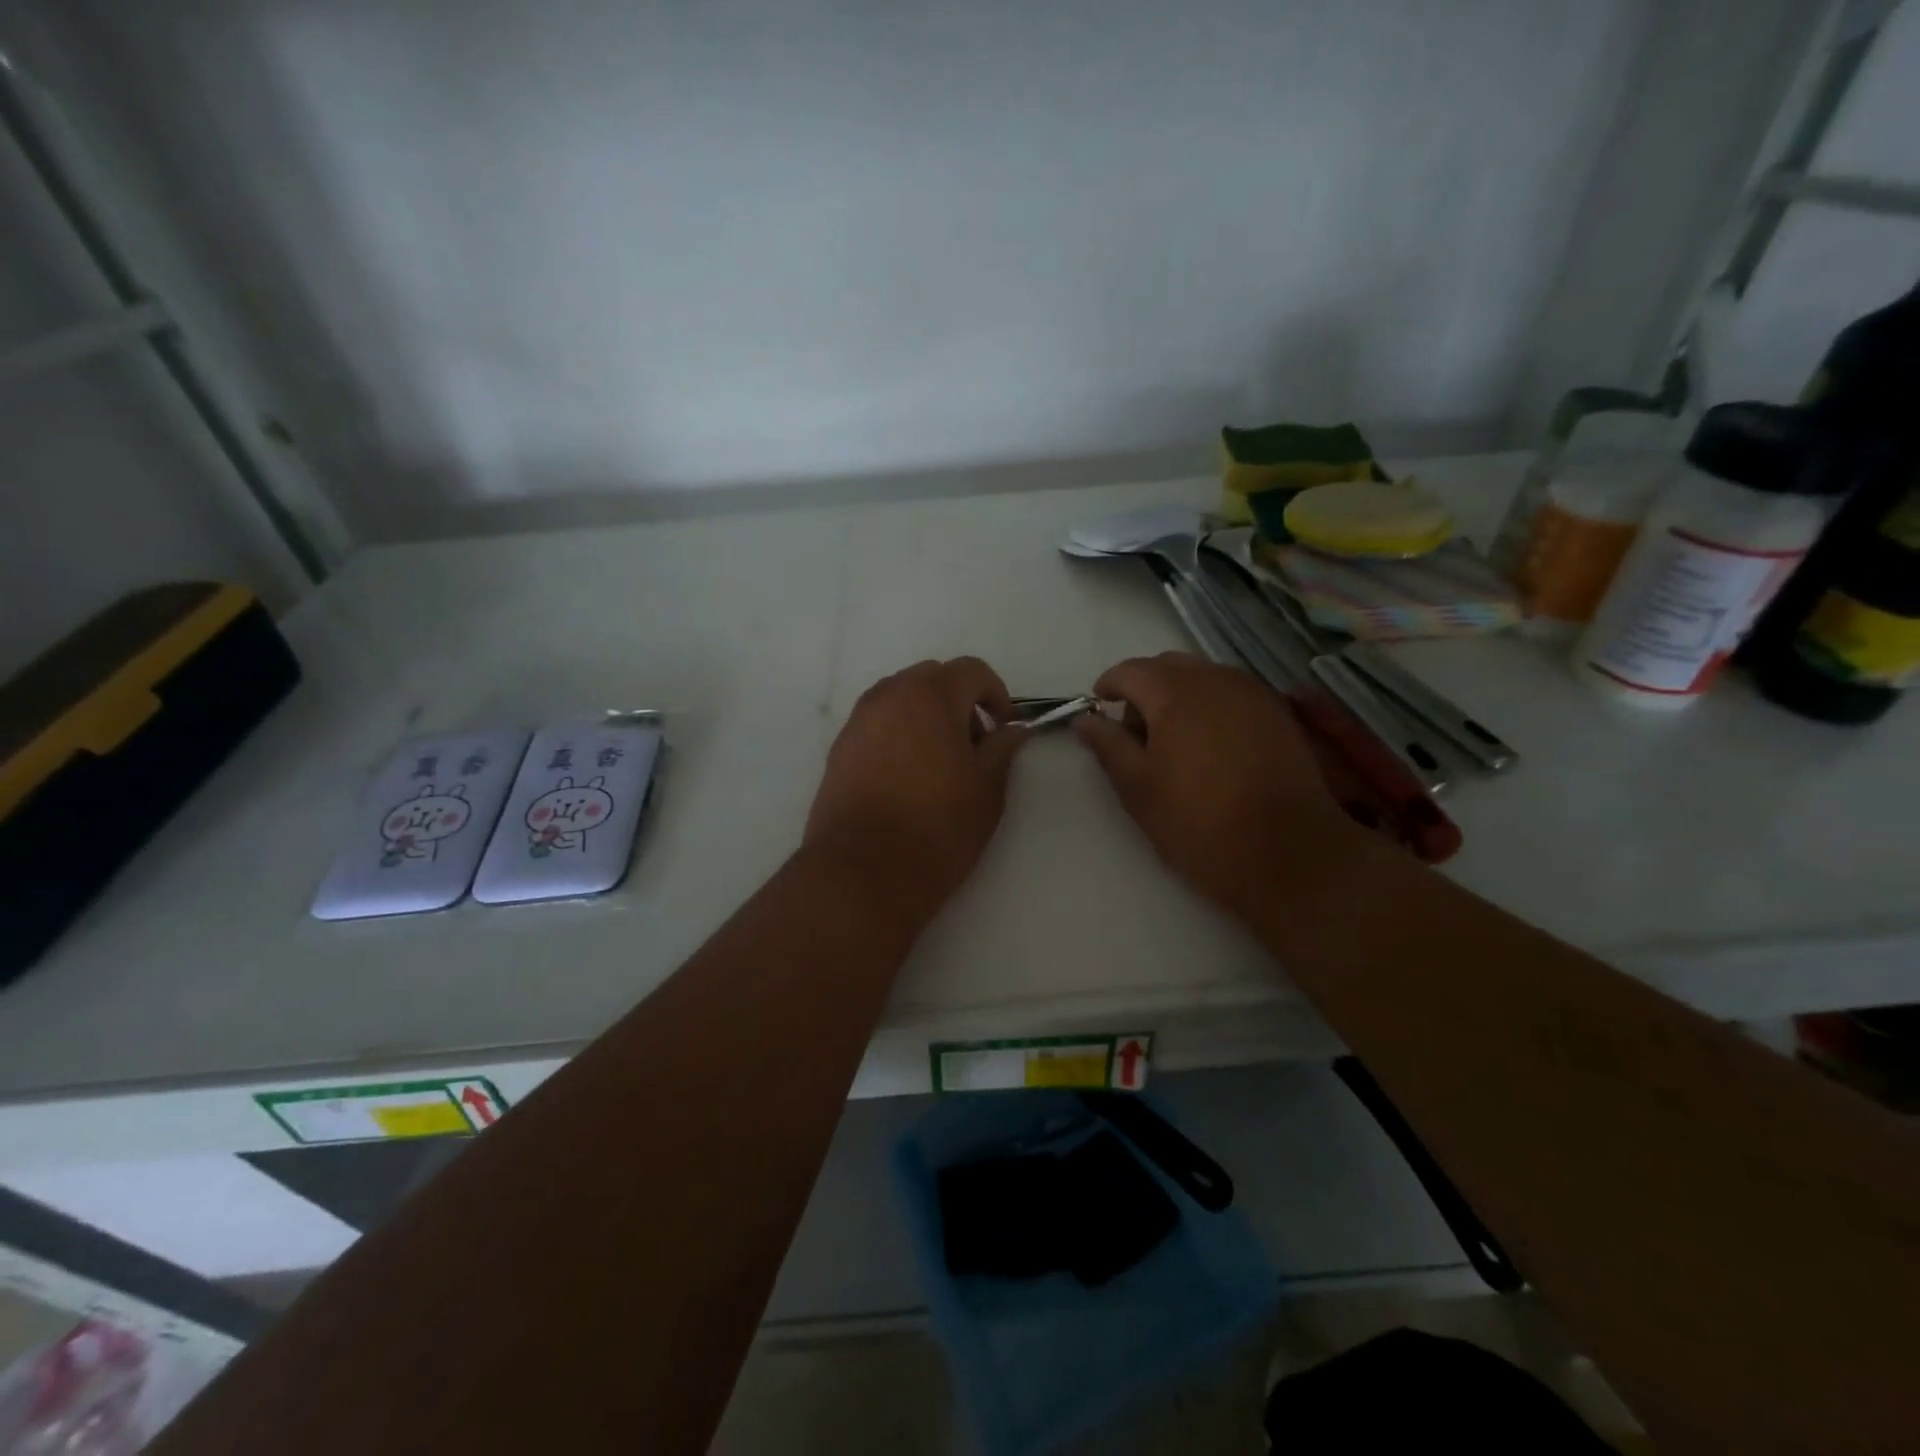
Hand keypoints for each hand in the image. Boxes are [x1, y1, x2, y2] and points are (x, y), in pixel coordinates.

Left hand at [805, 658, 1028, 914]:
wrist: (862, 873)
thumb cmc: (936, 829)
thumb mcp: (986, 790)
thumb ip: (1002, 749)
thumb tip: (1013, 728)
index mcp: (930, 696)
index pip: (971, 670)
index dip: (996, 694)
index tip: (1004, 728)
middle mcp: (889, 696)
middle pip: (932, 678)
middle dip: (959, 701)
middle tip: (973, 745)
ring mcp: (858, 721)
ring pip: (901, 699)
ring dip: (926, 715)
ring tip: (939, 762)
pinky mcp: (839, 748)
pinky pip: (877, 723)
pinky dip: (899, 733)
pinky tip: (907, 776)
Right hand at [1074, 653, 1368, 920]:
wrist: (1287, 852)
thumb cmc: (1198, 823)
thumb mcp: (1138, 789)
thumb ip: (1108, 746)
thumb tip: (1084, 720)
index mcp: (1175, 694)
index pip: (1131, 670)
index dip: (1109, 685)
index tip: (1100, 707)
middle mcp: (1216, 680)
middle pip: (1169, 666)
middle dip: (1145, 687)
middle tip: (1135, 731)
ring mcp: (1253, 694)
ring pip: (1204, 676)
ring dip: (1180, 694)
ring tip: (1174, 740)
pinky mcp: (1279, 714)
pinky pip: (1233, 693)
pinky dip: (1212, 705)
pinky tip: (1212, 745)